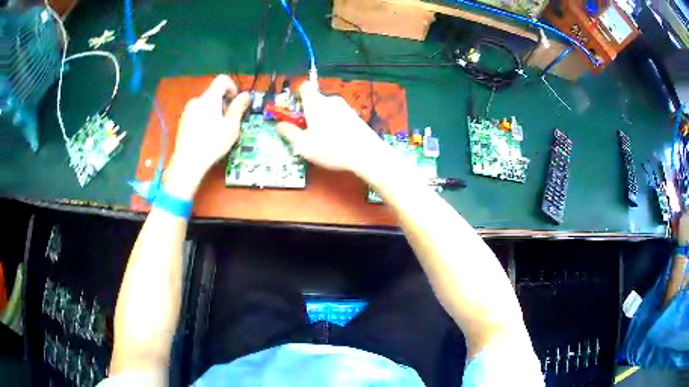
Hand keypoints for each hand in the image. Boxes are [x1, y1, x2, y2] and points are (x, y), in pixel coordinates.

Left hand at [165, 75, 249, 197]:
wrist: (187, 163)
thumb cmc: (212, 143)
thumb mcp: (231, 127)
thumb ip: (238, 108)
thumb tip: (246, 95)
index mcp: (209, 98)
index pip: (222, 80)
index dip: (232, 87)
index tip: (235, 102)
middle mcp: (197, 100)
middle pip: (213, 93)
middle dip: (224, 103)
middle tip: (229, 122)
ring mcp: (187, 111)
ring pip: (205, 105)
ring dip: (214, 112)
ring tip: (217, 131)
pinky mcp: (182, 122)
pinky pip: (197, 114)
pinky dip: (204, 119)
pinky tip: (206, 136)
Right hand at [277, 81, 388, 177]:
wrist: (367, 154)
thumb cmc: (331, 148)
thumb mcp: (303, 145)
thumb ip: (289, 132)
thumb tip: (279, 124)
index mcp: (315, 102)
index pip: (305, 86)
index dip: (297, 93)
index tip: (294, 107)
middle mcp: (330, 100)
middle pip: (315, 99)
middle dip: (308, 112)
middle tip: (305, 131)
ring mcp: (345, 107)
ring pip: (327, 109)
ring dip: (321, 119)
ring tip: (321, 140)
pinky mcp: (355, 116)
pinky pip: (338, 115)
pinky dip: (333, 123)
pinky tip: (336, 141)